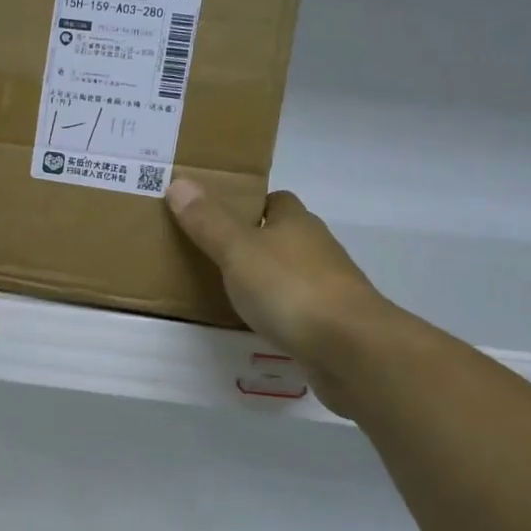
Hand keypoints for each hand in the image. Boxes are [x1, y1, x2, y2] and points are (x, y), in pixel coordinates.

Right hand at [166, 180, 403, 416]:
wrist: (351, 349)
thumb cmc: (290, 288)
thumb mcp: (238, 251)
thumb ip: (208, 221)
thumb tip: (179, 182)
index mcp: (296, 222)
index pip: (275, 201)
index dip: (248, 204)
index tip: (217, 216)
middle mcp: (316, 248)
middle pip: (282, 236)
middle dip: (253, 242)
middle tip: (211, 253)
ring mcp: (328, 287)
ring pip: (290, 273)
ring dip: (266, 279)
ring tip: (226, 291)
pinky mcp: (331, 323)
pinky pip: (296, 308)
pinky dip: (277, 312)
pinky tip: (255, 324)